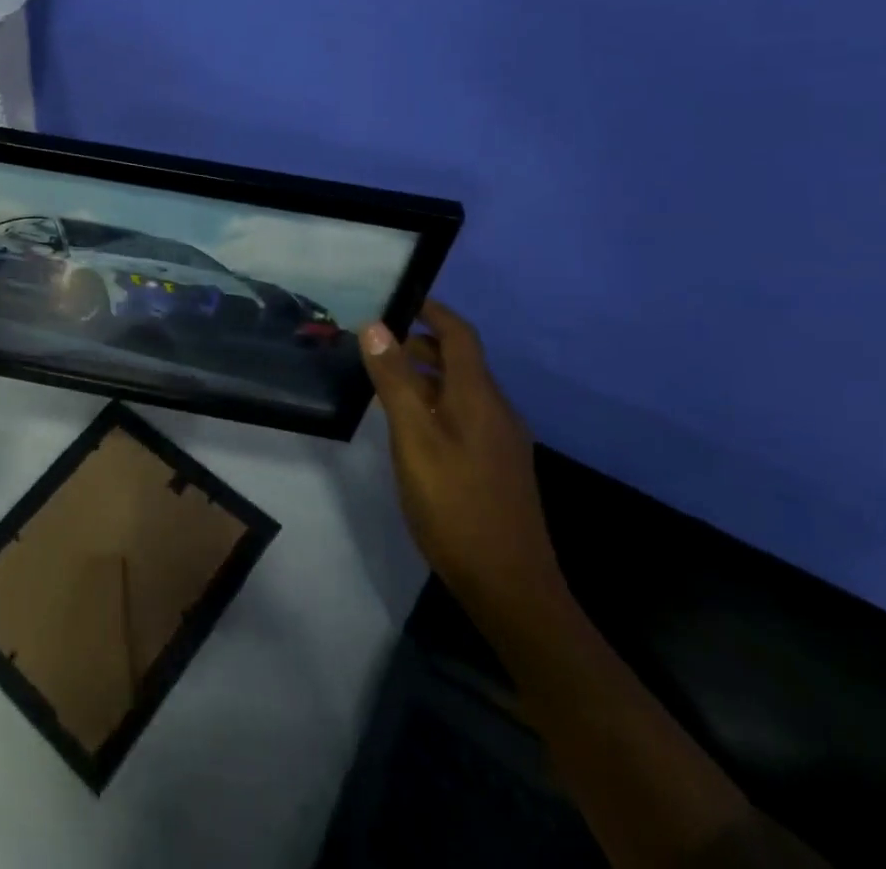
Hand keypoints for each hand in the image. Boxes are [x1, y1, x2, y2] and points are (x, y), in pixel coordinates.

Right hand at [361, 299, 563, 618]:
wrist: (510, 587)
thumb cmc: (455, 505)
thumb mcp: (414, 439)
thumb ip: (394, 381)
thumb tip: (375, 326)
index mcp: (479, 397)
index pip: (460, 335)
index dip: (433, 312)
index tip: (401, 299)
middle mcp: (497, 411)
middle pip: (462, 361)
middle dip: (423, 344)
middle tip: (379, 345)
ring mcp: (502, 441)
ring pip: (463, 390)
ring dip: (428, 375)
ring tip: (387, 382)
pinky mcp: (499, 466)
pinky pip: (467, 415)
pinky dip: (437, 403)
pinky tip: (412, 428)